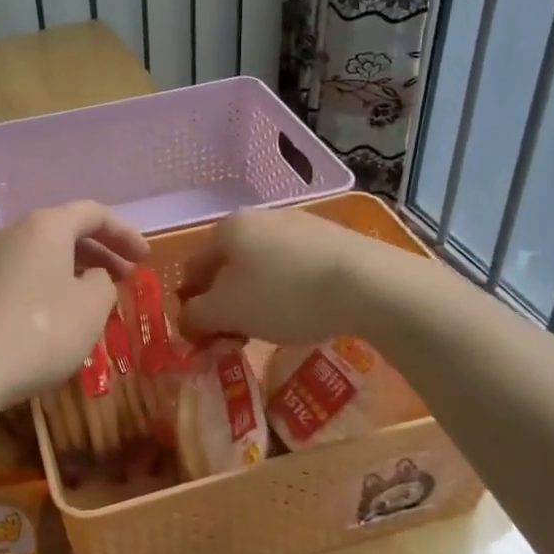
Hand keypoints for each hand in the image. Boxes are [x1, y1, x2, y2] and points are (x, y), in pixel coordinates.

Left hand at [0, 202, 149, 410]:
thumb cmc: (40, 331)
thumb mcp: (91, 308)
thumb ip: (103, 283)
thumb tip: (91, 277)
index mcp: (46, 226)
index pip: (93, 213)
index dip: (124, 233)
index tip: (147, 258)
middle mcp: (14, 231)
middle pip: (65, 230)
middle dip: (101, 251)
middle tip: (126, 276)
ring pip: (43, 252)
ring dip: (75, 268)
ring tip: (96, 296)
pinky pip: (23, 272)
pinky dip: (49, 282)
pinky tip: (59, 312)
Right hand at [178, 206, 379, 345]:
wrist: (368, 283)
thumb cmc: (284, 295)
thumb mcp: (228, 312)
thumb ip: (196, 316)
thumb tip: (185, 320)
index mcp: (227, 229)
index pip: (193, 268)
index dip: (190, 304)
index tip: (203, 336)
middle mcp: (258, 217)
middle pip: (228, 265)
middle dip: (225, 302)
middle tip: (236, 336)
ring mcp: (297, 224)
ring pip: (261, 265)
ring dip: (256, 297)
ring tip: (272, 327)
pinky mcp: (331, 238)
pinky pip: (294, 267)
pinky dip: (288, 290)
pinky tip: (304, 311)